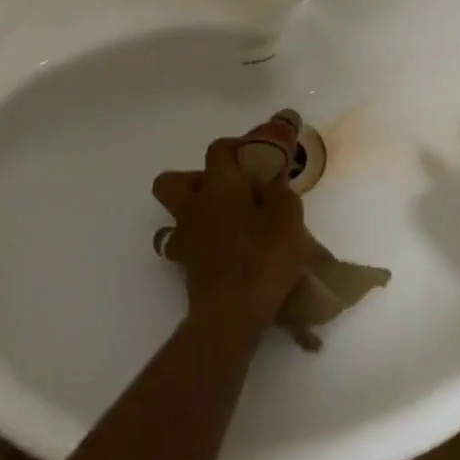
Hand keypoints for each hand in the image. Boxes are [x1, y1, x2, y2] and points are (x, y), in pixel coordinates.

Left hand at [152, 122, 309, 329]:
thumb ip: (280, 192)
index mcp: (220, 186)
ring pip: (171, 217)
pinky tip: (220, 251)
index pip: (217, 150)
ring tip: (220, 222)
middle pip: (171, 181)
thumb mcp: (288, 217)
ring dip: (191, 214)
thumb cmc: (263, 257)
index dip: (235, 146)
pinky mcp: (184, 267)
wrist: (233, 313)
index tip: (255, 154)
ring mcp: (184, 238)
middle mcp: (194, 207)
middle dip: (191, 179)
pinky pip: (182, 246)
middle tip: (224, 188)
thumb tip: (271, 180)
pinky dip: (197, 244)